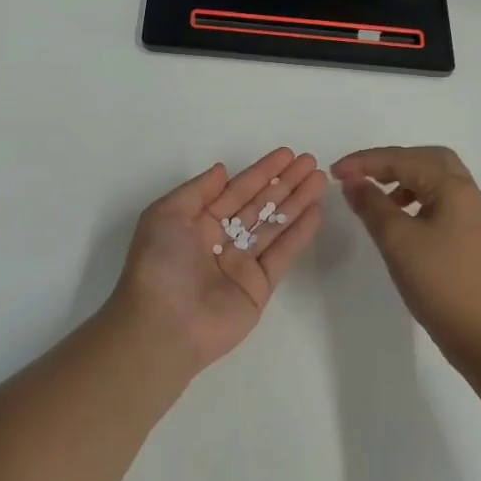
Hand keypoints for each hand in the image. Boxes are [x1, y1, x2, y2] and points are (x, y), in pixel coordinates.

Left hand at [106, 147, 326, 370]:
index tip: (286, 154)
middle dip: (285, 182)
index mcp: (196, 222)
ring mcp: (241, 264)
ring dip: (297, 202)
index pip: (235, 190)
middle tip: (311, 162)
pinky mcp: (259, 287)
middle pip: (259, 204)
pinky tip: (316, 212)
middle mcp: (221, 240)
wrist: (164, 326)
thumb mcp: (165, 215)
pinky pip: (282, 253)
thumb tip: (222, 170)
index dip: (261, 171)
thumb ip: (197, 190)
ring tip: (320, 180)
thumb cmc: (159, 265)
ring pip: (274, 225)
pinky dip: (299, 233)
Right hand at [332, 145, 480, 358]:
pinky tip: (400, 220)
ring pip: (436, 180)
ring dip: (404, 179)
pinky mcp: (471, 237)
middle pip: (427, 159)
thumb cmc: (439, 282)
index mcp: (454, 188)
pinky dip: (416, 199)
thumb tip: (353, 182)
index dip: (365, 162)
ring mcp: (473, 216)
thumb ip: (371, 205)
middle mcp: (468, 194)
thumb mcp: (397, 240)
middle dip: (391, 161)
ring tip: (377, 198)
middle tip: (361, 175)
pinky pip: (441, 201)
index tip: (334, 172)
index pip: (404, 159)